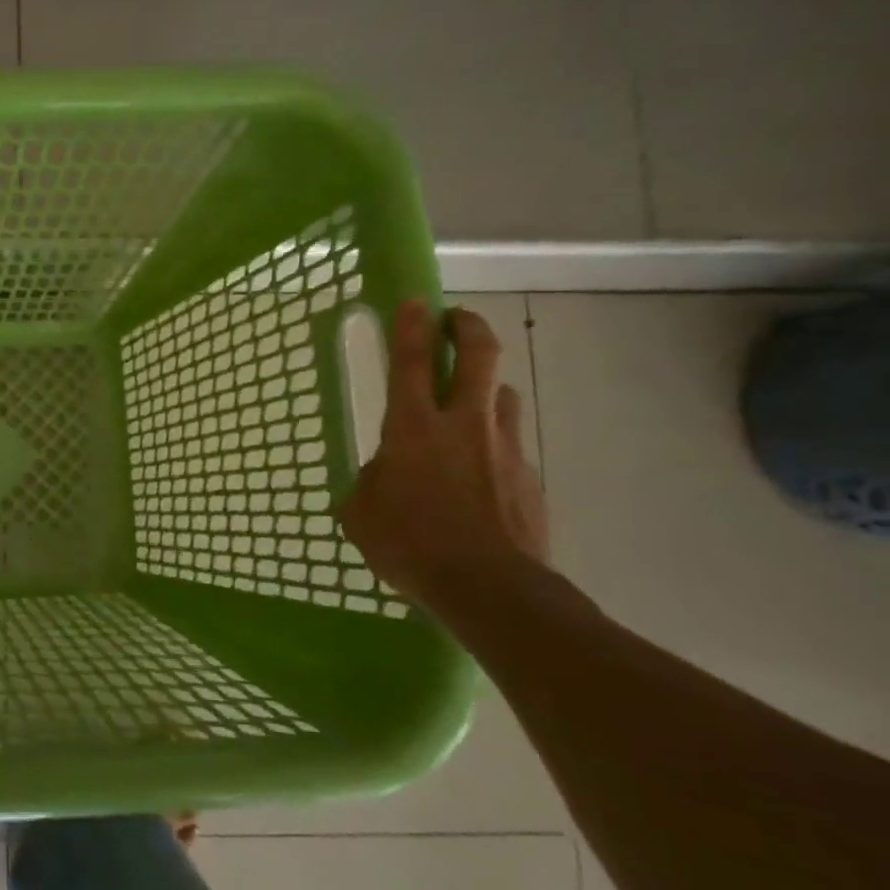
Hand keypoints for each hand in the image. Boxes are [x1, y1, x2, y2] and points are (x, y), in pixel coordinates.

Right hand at [339, 302, 549, 613]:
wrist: (491, 588)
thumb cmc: (409, 544)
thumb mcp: (361, 512)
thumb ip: (370, 479)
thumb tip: (385, 471)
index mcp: (413, 428)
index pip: (412, 362)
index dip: (410, 327)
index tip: (413, 301)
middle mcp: (463, 425)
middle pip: (479, 356)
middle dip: (468, 328)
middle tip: (456, 319)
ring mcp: (504, 448)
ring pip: (503, 394)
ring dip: (486, 385)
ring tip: (470, 398)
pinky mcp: (529, 476)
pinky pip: (510, 443)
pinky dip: (494, 441)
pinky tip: (479, 470)